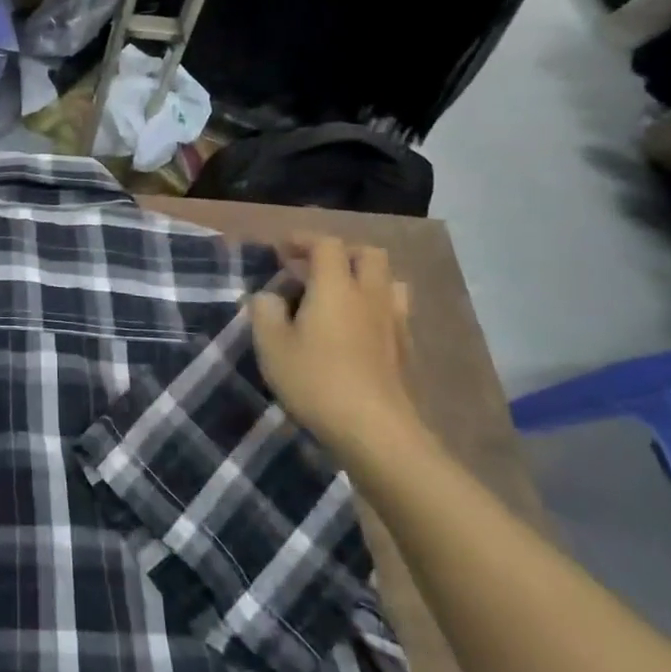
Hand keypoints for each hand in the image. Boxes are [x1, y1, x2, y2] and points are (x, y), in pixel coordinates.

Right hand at [248, 235, 420, 454]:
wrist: (376, 431)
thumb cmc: (316, 380)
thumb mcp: (271, 345)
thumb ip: (264, 311)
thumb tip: (269, 297)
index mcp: (336, 286)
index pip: (326, 244)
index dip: (304, 240)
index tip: (282, 250)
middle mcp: (370, 295)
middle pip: (368, 254)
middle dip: (341, 253)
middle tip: (315, 269)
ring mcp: (394, 323)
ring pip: (388, 282)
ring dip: (364, 279)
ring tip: (341, 297)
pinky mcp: (406, 351)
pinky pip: (394, 312)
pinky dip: (375, 309)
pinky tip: (357, 331)